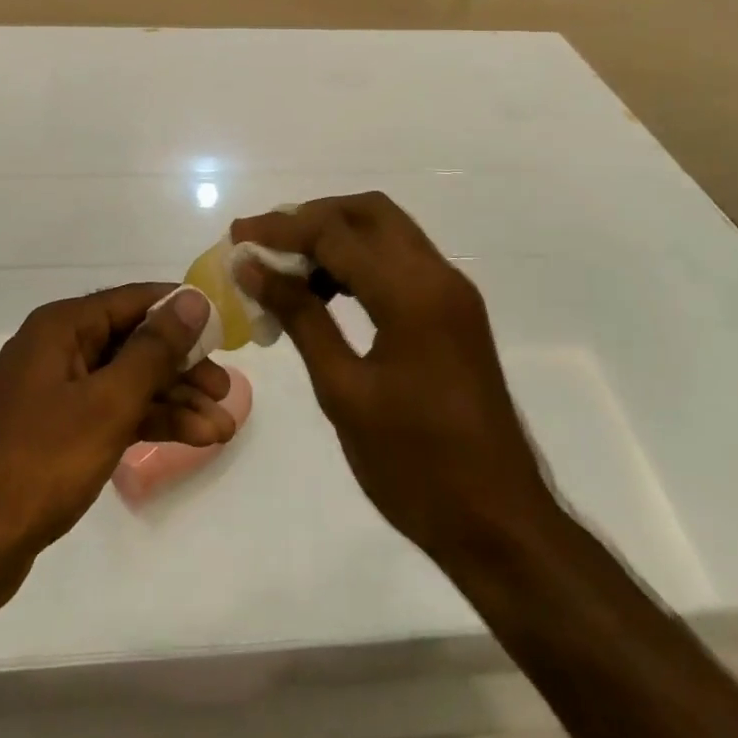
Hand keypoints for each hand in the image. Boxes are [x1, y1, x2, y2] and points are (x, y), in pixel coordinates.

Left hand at [0, 284, 231, 618]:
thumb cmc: (36, 463)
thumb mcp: (106, 403)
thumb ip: (154, 350)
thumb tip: (193, 298)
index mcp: (62, 327)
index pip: (135, 300)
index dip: (181, 312)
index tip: (225, 331)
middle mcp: (59, 349)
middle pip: (134, 343)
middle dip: (182, 368)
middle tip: (227, 393)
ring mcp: (56, 392)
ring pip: (126, 383)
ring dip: (172, 402)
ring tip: (222, 429)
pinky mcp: (56, 432)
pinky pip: (111, 413)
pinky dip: (147, 424)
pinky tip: (188, 439)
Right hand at [231, 194, 558, 568]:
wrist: (501, 525)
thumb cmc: (415, 466)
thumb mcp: (344, 392)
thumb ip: (300, 317)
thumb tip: (253, 268)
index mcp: (412, 293)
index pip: (335, 232)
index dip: (281, 229)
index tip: (237, 236)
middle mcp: (438, 276)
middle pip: (368, 212)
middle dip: (312, 217)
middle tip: (266, 243)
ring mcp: (452, 292)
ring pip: (386, 231)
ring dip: (335, 236)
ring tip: (286, 266)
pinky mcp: (454, 312)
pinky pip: (400, 261)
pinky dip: (360, 260)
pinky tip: (326, 291)